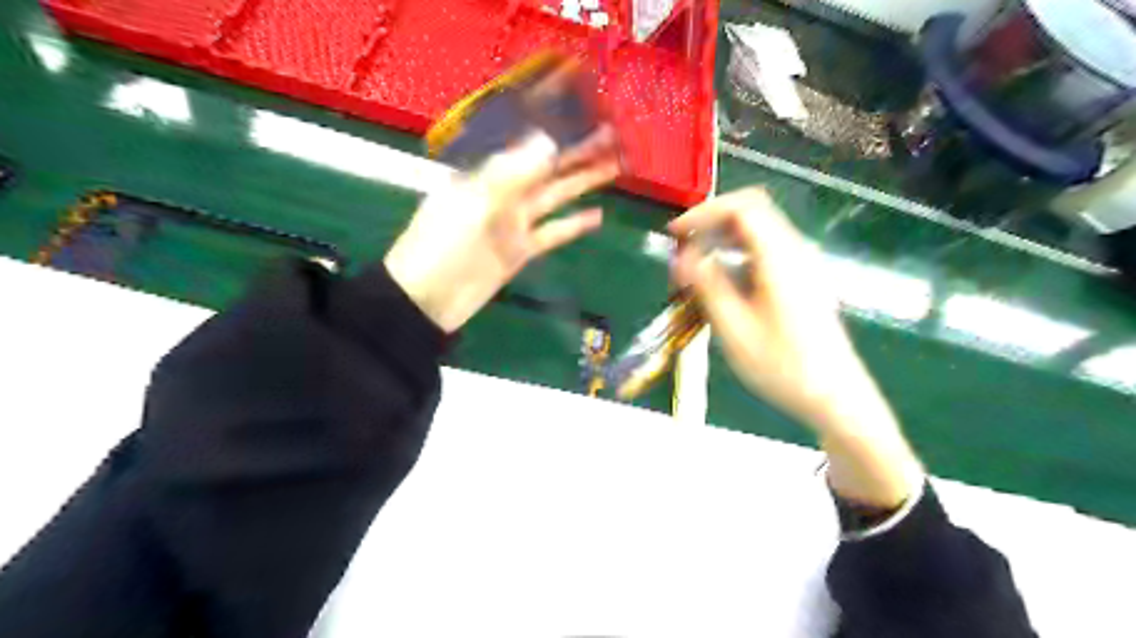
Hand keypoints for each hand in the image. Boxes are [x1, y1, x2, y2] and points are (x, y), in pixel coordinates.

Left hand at [385, 127, 616, 332]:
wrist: (427, 300)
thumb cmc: (442, 244)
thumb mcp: (474, 205)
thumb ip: (512, 174)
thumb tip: (547, 140)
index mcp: (485, 174)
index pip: (524, 143)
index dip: (552, 128)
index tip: (579, 113)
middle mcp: (503, 192)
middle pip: (545, 167)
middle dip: (576, 151)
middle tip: (609, 134)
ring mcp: (514, 223)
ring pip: (554, 196)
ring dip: (582, 182)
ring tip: (613, 165)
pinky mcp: (521, 250)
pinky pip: (552, 233)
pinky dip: (573, 225)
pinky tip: (597, 215)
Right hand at [669, 190, 916, 507]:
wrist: (835, 396)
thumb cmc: (783, 367)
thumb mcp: (734, 329)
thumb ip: (707, 286)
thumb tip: (682, 257)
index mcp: (780, 258)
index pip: (742, 208)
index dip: (703, 212)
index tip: (675, 234)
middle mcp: (795, 252)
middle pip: (752, 212)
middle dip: (712, 222)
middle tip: (682, 247)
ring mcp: (802, 266)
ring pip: (758, 231)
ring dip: (723, 239)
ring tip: (695, 266)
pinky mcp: (802, 281)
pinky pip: (765, 251)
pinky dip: (737, 254)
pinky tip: (722, 282)